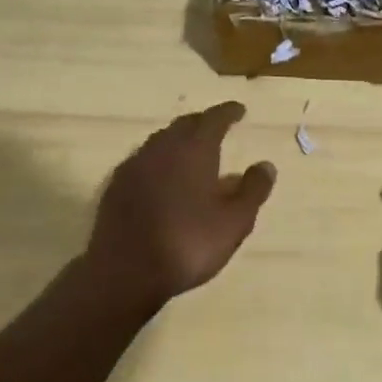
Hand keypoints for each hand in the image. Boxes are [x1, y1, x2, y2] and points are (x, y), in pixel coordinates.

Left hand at [86, 102, 275, 311]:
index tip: (239, 110)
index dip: (228, 112)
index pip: (214, 118)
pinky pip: (143, 161)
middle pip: (185, 124)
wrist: (124, 271)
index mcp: (194, 148)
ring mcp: (135, 165)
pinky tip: (162, 178)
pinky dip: (158, 161)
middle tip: (216, 127)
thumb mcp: (234, 221)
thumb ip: (253, 190)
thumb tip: (266, 165)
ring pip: (161, 141)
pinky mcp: (115, 186)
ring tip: (191, 152)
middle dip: (202, 123)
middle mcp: (162, 147)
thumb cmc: (187, 242)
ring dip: (178, 141)